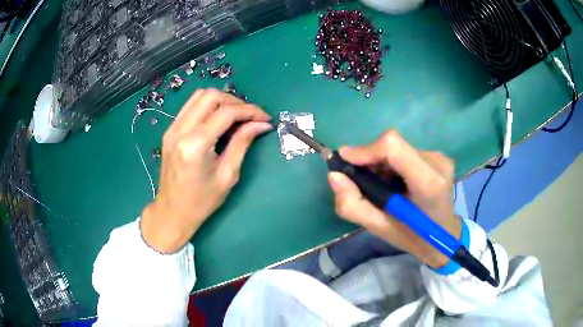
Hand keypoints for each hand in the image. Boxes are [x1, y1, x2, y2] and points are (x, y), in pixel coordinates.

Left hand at [141, 89, 271, 252]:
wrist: (172, 211)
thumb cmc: (201, 201)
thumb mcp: (228, 175)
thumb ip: (242, 143)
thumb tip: (262, 124)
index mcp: (196, 145)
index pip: (226, 112)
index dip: (250, 111)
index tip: (265, 118)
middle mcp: (181, 130)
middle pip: (211, 96)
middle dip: (235, 102)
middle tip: (250, 117)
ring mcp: (172, 128)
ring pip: (199, 96)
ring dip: (221, 101)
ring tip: (235, 116)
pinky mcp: (170, 130)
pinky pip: (191, 106)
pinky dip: (208, 106)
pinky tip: (217, 120)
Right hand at [328, 131, 460, 267]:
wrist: (445, 238)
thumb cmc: (413, 237)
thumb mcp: (379, 228)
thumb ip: (352, 204)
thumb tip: (334, 175)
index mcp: (427, 184)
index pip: (393, 147)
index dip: (365, 150)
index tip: (345, 162)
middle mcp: (437, 163)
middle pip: (393, 144)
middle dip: (370, 159)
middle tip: (361, 181)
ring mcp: (440, 158)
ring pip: (398, 147)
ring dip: (380, 162)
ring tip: (380, 186)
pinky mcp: (439, 157)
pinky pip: (406, 151)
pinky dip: (392, 163)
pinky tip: (394, 182)